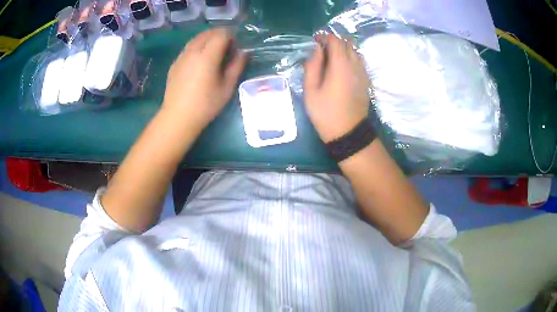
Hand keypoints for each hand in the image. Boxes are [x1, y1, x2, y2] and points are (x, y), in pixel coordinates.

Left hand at [162, 28, 246, 130]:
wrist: (178, 117)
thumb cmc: (206, 105)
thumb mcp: (227, 87)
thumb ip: (236, 66)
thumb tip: (244, 52)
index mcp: (207, 56)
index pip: (221, 34)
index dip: (231, 36)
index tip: (235, 47)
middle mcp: (193, 51)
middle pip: (208, 33)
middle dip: (220, 35)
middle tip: (227, 48)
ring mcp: (181, 56)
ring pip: (196, 38)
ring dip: (208, 39)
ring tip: (214, 52)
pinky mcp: (175, 63)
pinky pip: (188, 47)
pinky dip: (197, 46)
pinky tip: (200, 61)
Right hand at [304, 34, 370, 142]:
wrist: (349, 132)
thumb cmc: (326, 113)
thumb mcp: (311, 90)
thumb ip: (312, 66)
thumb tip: (316, 49)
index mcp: (340, 65)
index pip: (336, 41)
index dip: (324, 37)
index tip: (315, 41)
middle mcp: (355, 65)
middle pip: (347, 43)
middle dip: (334, 41)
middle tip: (321, 49)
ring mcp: (363, 73)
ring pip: (355, 51)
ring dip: (343, 49)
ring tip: (331, 57)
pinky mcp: (366, 80)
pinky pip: (360, 61)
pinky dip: (350, 57)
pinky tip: (341, 66)